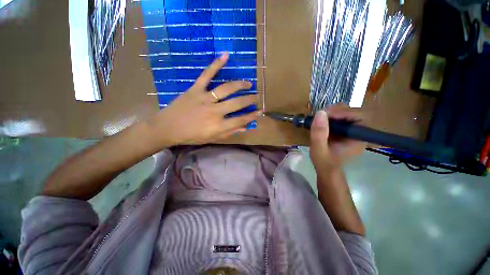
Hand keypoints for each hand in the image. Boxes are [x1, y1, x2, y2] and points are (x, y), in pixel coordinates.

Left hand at [147, 52, 260, 145]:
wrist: (167, 127)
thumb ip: (228, 133)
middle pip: (237, 103)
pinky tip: (226, 56)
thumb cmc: (190, 136)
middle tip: (256, 97)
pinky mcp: (195, 89)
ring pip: (226, 89)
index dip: (251, 116)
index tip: (259, 112)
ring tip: (248, 84)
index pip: (240, 120)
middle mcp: (214, 111)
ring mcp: (205, 98)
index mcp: (218, 126)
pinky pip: (207, 75)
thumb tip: (244, 127)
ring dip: (240, 85)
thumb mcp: (211, 139)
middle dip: (249, 100)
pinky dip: (216, 64)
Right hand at [309, 104, 366, 170]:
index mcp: (358, 138)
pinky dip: (330, 116)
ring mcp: (351, 131)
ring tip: (319, 116)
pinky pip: (340, 118)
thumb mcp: (319, 149)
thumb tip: (320, 112)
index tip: (325, 114)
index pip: (359, 117)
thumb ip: (319, 133)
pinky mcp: (344, 131)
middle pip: (354, 112)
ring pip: (347, 113)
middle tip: (321, 114)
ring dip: (333, 112)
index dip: (343, 112)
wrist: (326, 170)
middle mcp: (358, 133)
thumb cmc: (324, 162)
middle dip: (337, 110)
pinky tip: (321, 120)